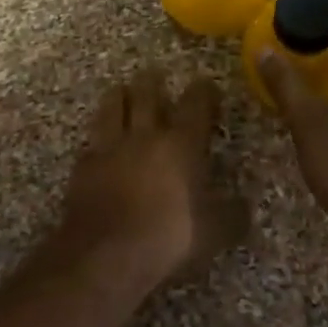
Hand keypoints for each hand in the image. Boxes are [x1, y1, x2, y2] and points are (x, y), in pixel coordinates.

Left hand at [53, 70, 241, 289]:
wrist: (106, 254)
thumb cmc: (169, 237)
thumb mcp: (215, 232)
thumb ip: (232, 214)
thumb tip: (244, 204)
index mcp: (182, 144)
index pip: (195, 104)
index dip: (203, 91)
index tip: (205, 84)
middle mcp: (145, 136)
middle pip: (147, 96)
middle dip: (153, 82)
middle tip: (154, 72)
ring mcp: (110, 148)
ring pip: (113, 108)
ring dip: (118, 96)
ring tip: (121, 89)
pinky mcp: (83, 166)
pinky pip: (91, 141)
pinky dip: (97, 136)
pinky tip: (98, 140)